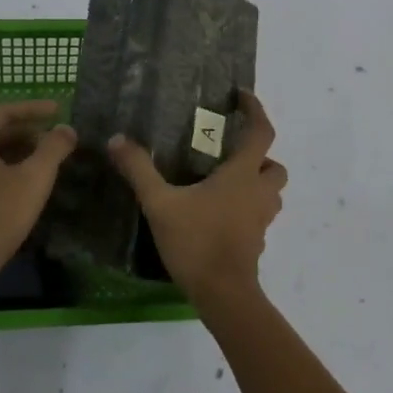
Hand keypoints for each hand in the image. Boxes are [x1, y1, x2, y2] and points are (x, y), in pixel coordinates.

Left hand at [0, 101, 76, 289]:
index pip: (4, 113)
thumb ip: (53, 149)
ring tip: (44, 161)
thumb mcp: (34, 178)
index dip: (32, 109)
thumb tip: (66, 129)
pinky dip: (6, 170)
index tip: (58, 110)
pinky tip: (23, 187)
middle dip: (27, 132)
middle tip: (53, 138)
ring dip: (17, 152)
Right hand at [107, 91, 286, 304]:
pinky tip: (219, 213)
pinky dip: (247, 208)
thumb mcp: (160, 203)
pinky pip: (259, 215)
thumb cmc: (197, 241)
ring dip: (258, 182)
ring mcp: (260, 220)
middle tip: (232, 151)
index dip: (256, 110)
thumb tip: (117, 139)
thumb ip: (139, 170)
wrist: (223, 295)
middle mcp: (258, 193)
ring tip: (226, 181)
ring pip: (271, 192)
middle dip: (260, 155)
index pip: (261, 133)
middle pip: (274, 165)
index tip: (242, 96)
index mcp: (242, 175)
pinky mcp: (256, 242)